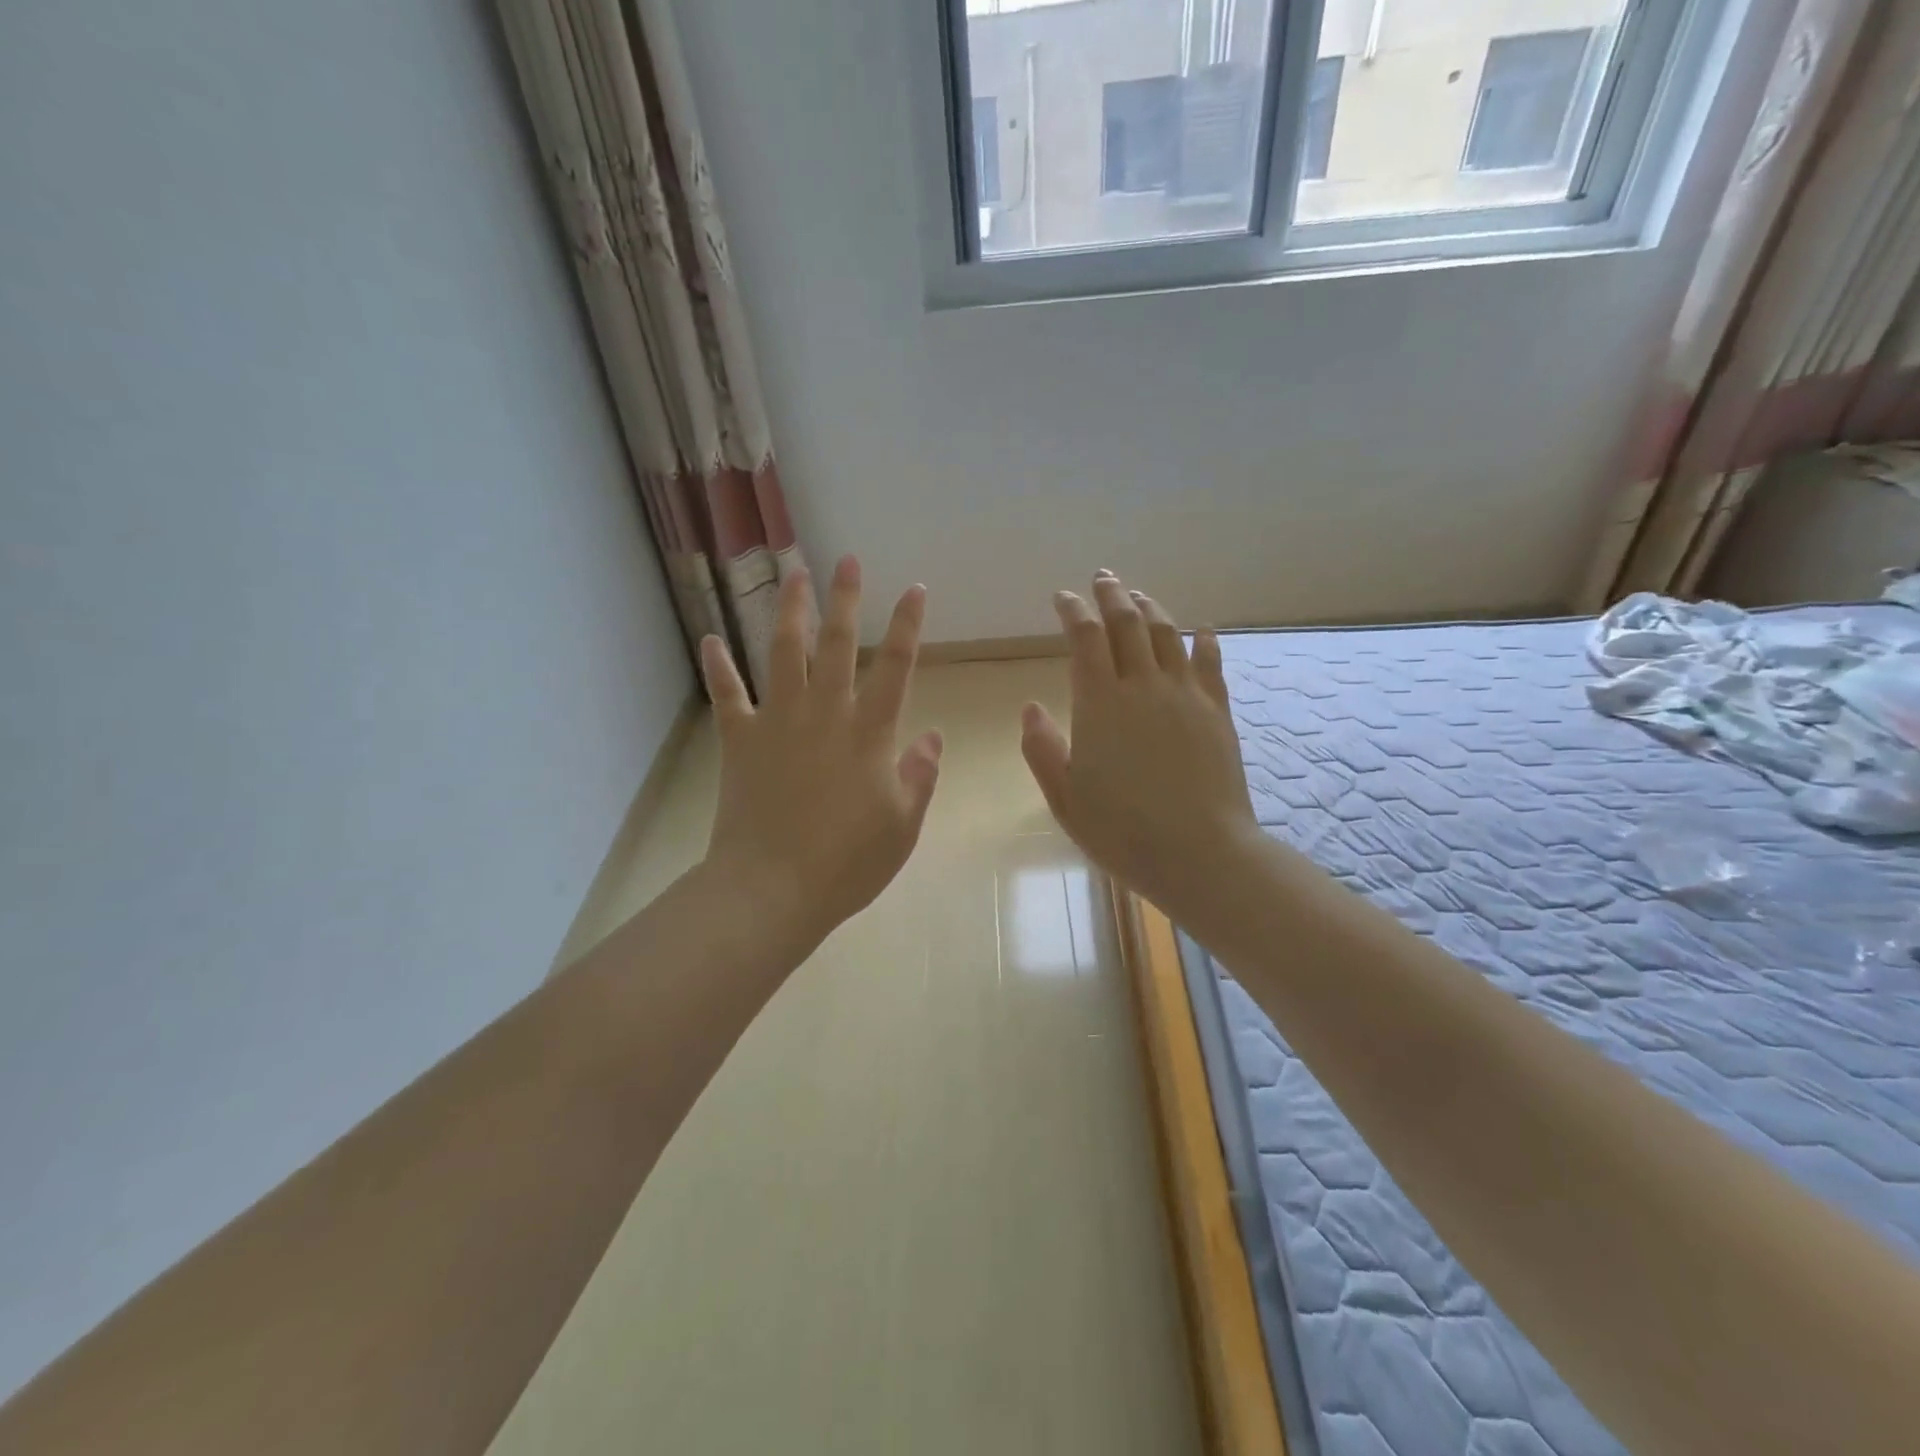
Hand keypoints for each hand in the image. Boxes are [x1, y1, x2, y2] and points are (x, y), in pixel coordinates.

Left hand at [699, 555, 941, 958]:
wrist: (773, 888)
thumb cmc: (847, 863)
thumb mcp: (902, 826)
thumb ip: (920, 776)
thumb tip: (932, 735)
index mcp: (870, 733)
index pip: (896, 667)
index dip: (908, 625)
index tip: (915, 589)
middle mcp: (825, 714)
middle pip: (837, 644)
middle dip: (846, 599)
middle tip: (848, 560)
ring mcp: (778, 722)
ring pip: (784, 653)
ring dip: (790, 611)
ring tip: (793, 574)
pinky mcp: (740, 740)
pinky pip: (727, 695)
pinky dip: (718, 667)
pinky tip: (709, 638)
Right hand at [1021, 570, 1258, 918]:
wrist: (1200, 853)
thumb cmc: (1121, 830)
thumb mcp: (1065, 797)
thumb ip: (1042, 749)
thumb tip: (1029, 708)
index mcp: (1100, 703)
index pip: (1084, 638)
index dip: (1072, 610)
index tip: (1062, 596)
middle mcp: (1143, 686)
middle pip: (1127, 623)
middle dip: (1112, 595)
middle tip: (1102, 578)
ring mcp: (1185, 695)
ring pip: (1167, 634)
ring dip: (1151, 608)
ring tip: (1139, 596)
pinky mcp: (1217, 711)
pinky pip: (1210, 663)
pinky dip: (1202, 640)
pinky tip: (1200, 630)